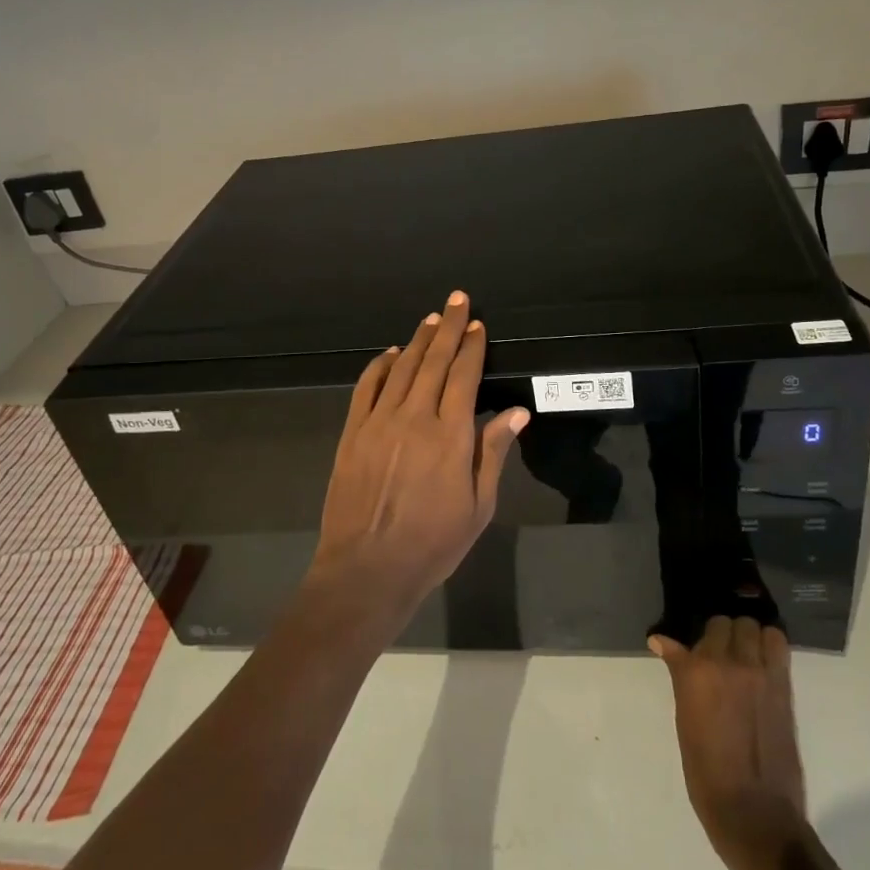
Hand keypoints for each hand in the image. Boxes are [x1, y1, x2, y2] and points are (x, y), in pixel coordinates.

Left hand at [308, 290, 528, 629]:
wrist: (367, 568)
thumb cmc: (432, 543)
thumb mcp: (478, 506)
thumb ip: (493, 453)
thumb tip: (517, 412)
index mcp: (450, 435)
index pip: (464, 376)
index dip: (473, 346)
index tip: (478, 324)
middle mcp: (415, 417)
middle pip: (434, 361)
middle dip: (449, 328)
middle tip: (457, 300)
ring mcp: (379, 422)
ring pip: (402, 368)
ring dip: (418, 340)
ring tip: (432, 320)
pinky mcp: (353, 432)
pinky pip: (367, 387)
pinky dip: (380, 365)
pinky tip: (392, 354)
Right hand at [651, 617, 807, 869]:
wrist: (755, 814)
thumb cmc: (707, 773)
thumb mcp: (684, 721)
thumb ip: (680, 675)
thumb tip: (660, 641)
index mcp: (696, 672)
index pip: (698, 633)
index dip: (697, 643)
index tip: (692, 651)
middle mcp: (727, 663)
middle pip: (727, 623)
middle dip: (722, 635)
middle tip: (720, 655)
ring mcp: (759, 672)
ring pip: (753, 626)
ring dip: (748, 636)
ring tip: (745, 655)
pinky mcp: (783, 685)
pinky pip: (778, 644)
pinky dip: (770, 644)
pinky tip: (763, 661)